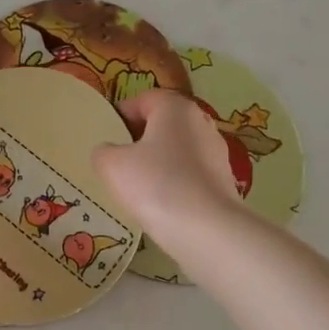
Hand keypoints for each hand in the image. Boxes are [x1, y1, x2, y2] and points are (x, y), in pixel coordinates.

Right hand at [93, 89, 241, 239]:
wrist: (206, 229)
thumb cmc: (155, 185)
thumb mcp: (112, 165)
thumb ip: (103, 151)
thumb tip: (109, 151)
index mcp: (175, 108)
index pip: (143, 100)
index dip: (121, 116)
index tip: (107, 138)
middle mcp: (201, 122)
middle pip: (163, 124)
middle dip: (140, 139)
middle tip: (119, 162)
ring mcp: (217, 151)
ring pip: (177, 149)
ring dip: (158, 162)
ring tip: (139, 187)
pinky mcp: (224, 180)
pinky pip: (190, 173)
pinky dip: (175, 182)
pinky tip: (162, 204)